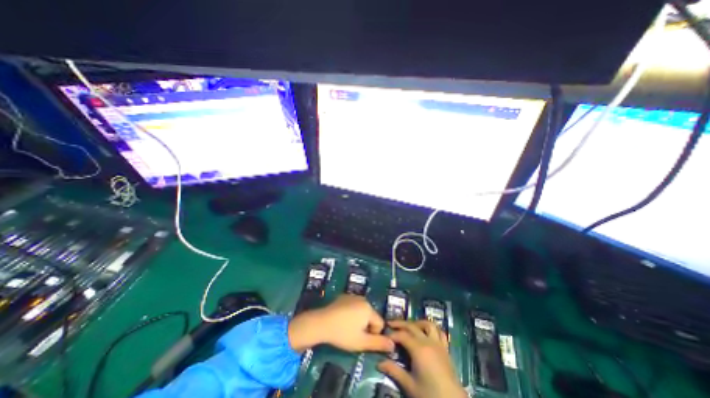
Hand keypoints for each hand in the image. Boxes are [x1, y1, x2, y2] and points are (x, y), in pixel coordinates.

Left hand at [290, 294, 397, 352]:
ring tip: (346, 327)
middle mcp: (363, 299)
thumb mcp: (361, 342)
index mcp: (369, 308)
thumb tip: (393, 345)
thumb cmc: (343, 334)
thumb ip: (379, 343)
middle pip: (371, 316)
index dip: (373, 334)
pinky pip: (353, 305)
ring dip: (358, 319)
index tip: (361, 339)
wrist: (321, 323)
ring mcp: (352, 296)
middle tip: (353, 334)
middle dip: (365, 326)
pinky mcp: (343, 296)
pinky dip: (350, 312)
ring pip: (362, 310)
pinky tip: (341, 319)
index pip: (380, 323)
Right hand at [377, 321, 467, 396]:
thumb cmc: (430, 394)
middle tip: (390, 324)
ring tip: (409, 326)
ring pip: (427, 324)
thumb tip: (379, 363)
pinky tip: (426, 332)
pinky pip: (440, 332)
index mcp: (418, 349)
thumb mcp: (410, 385)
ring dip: (417, 322)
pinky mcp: (445, 348)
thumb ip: (394, 371)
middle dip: (399, 323)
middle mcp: (428, 341)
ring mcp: (438, 343)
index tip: (383, 335)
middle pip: (412, 326)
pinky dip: (432, 328)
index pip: (402, 335)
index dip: (392, 334)